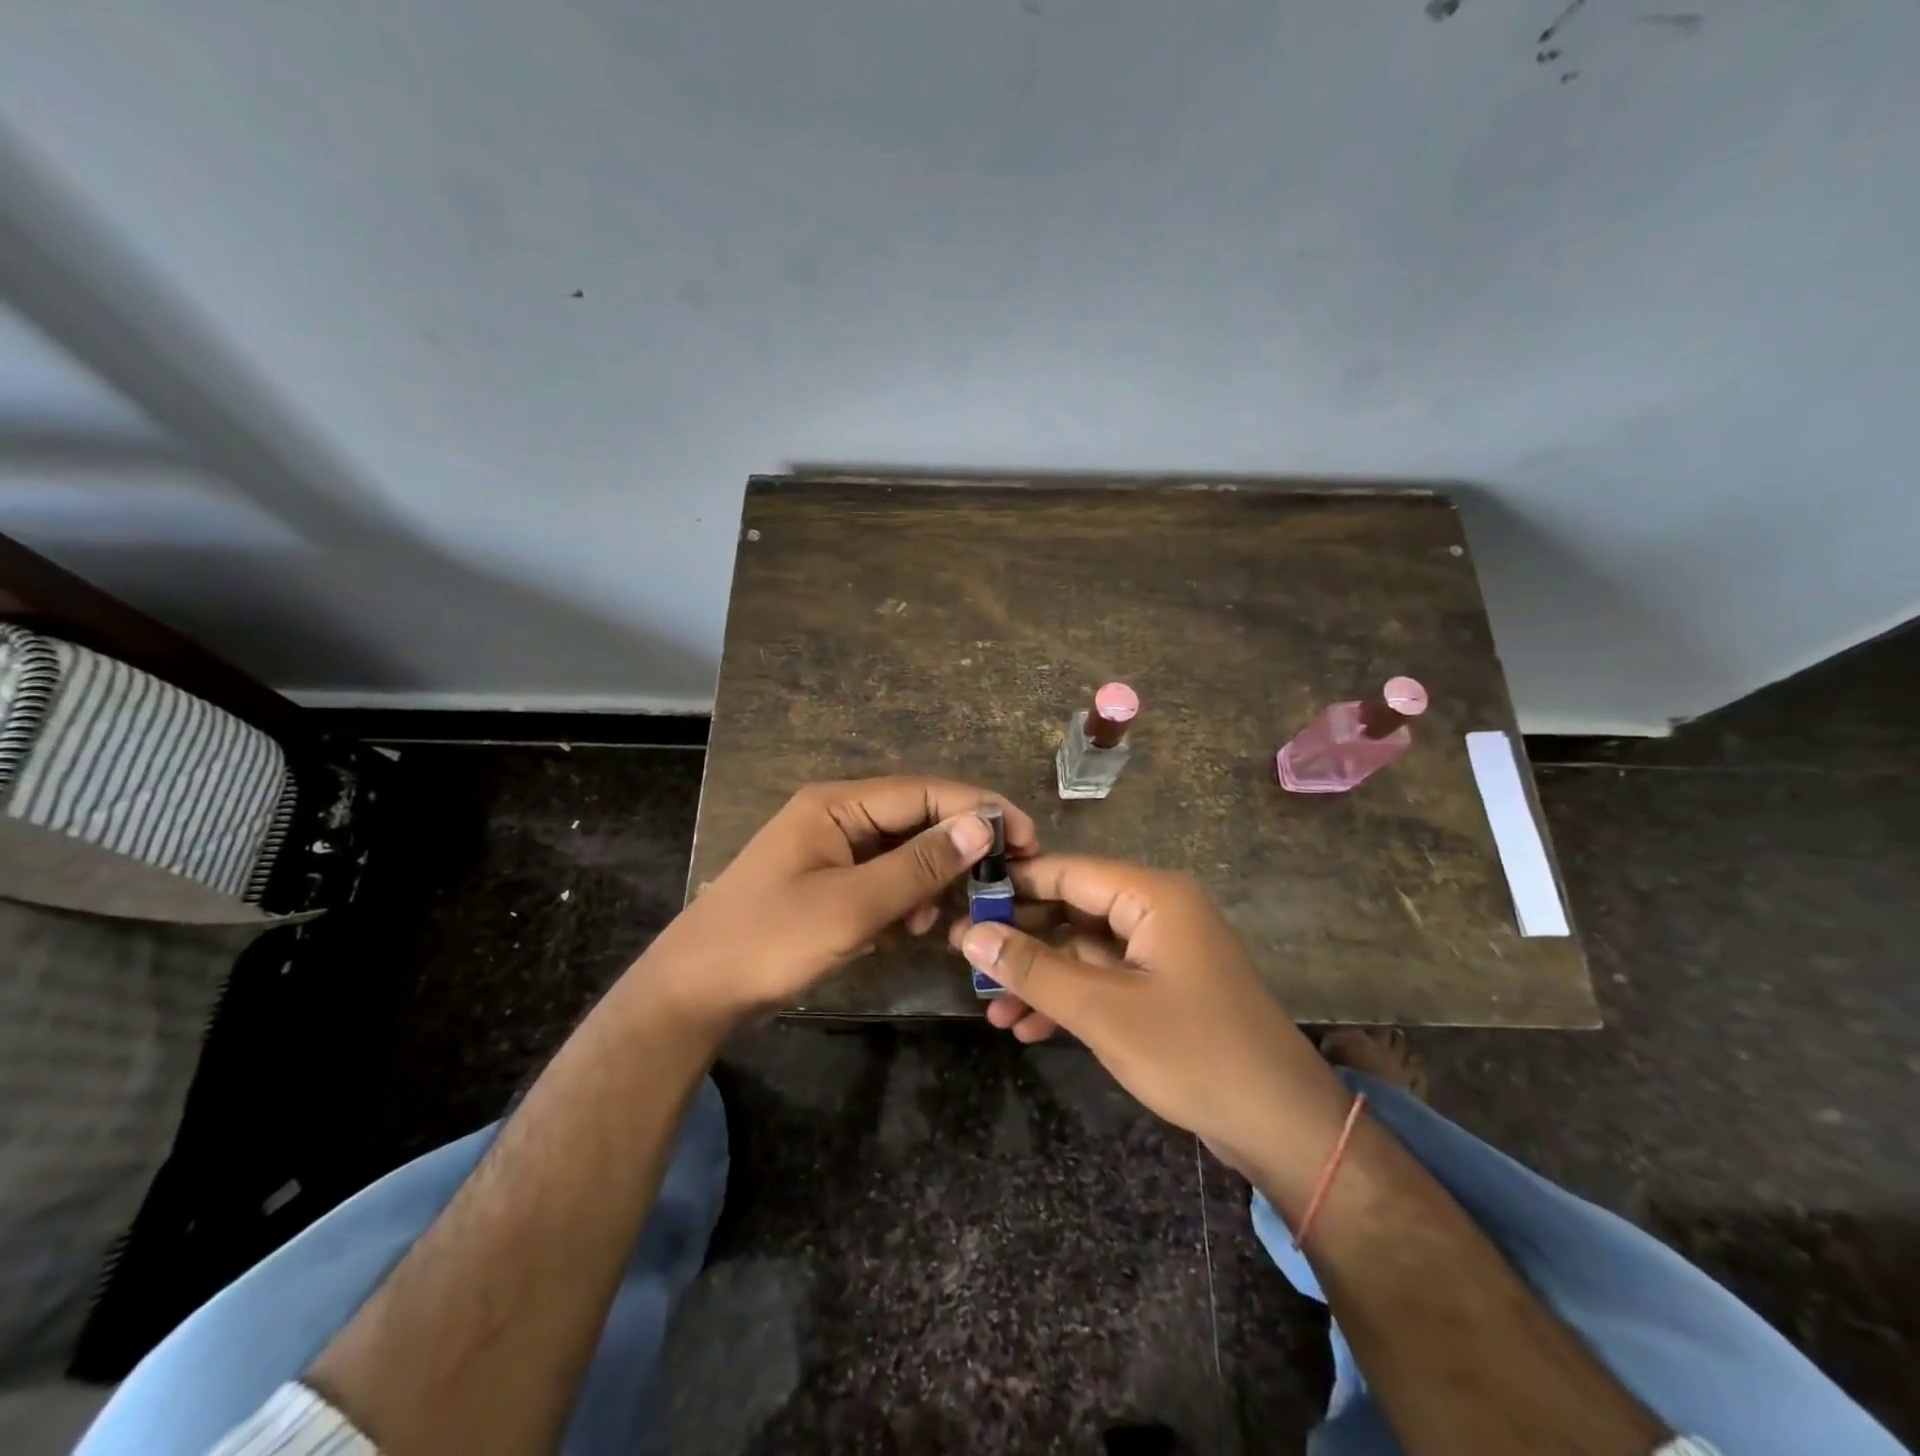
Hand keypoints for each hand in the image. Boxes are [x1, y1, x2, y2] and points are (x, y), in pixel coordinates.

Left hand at [639, 777, 1036, 1034]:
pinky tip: (911, 928)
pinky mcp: (829, 884)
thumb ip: (920, 865)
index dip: (978, 809)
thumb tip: (983, 824)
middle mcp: (837, 816)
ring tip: (946, 916)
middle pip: (916, 819)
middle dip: (958, 848)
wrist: (694, 993)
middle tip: (1004, 879)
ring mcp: (831, 851)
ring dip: (931, 880)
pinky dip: (905, 900)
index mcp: (837, 804)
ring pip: (903, 852)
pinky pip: (883, 880)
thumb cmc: (770, 940)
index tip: (1026, 836)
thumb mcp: (853, 905)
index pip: (924, 793)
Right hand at [952, 856, 1347, 1177]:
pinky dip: (1068, 999)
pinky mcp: (1162, 987)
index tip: (959, 904)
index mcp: (1151, 895)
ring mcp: (1160, 950)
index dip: (1011, 887)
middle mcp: (1156, 910)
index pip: (1065, 871)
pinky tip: (1026, 1028)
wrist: (1282, 1126)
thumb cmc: (1193, 1054)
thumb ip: (1033, 969)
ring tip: (990, 1008)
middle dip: (1021, 941)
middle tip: (966, 962)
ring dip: (1040, 978)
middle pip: (1072, 909)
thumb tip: (970, 934)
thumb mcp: (1102, 1012)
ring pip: (1083, 949)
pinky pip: (1103, 979)